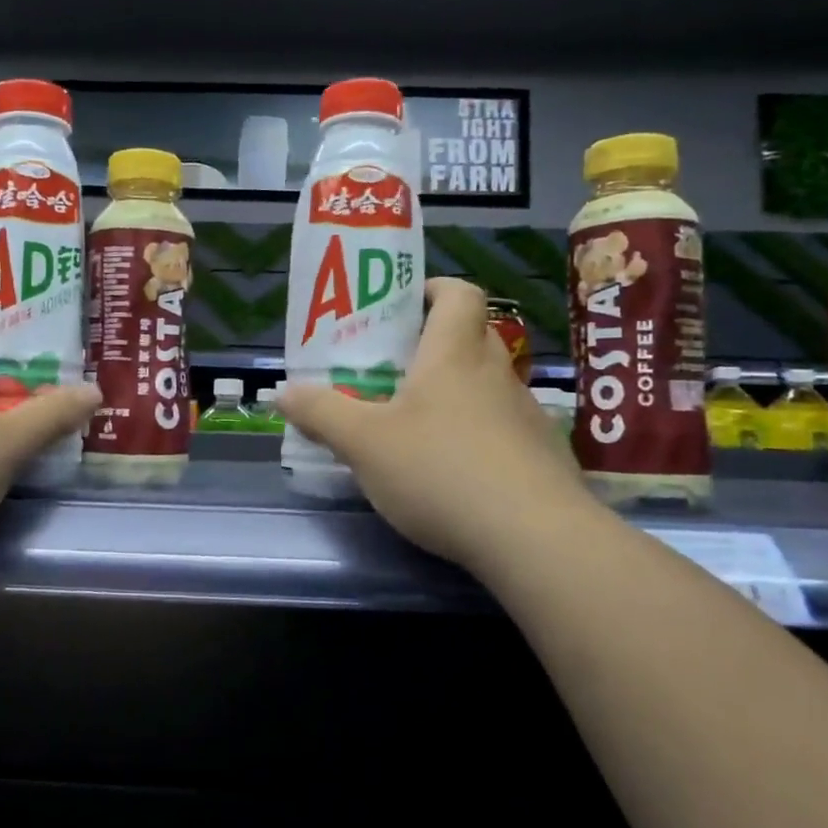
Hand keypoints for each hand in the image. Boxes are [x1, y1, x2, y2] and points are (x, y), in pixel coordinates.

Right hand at [280, 278, 588, 568]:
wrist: (535, 539)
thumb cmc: (440, 471)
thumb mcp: (363, 443)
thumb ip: (320, 414)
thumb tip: (283, 392)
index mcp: (454, 355)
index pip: (459, 294)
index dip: (434, 289)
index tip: (403, 306)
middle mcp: (496, 375)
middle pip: (474, 335)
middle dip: (437, 342)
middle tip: (397, 367)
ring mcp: (527, 416)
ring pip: (490, 385)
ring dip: (459, 392)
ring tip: (420, 424)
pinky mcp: (544, 457)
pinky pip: (507, 428)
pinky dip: (481, 435)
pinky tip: (457, 472)